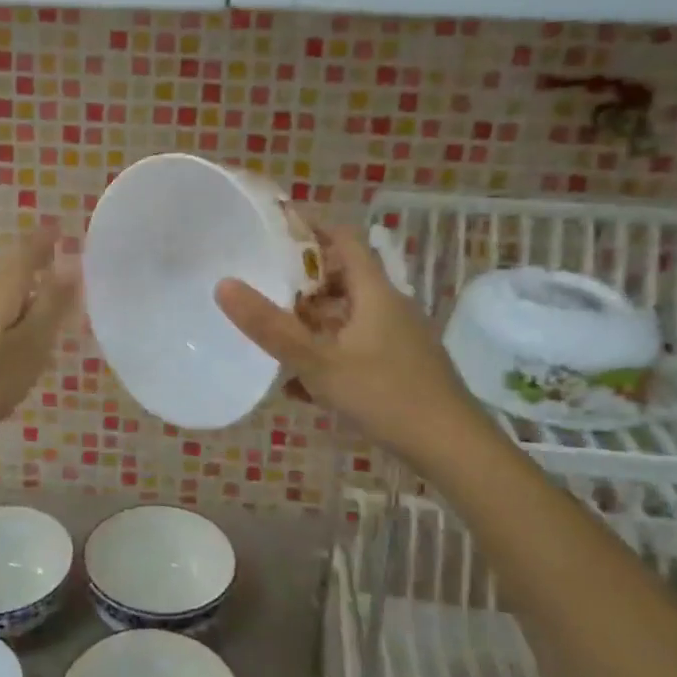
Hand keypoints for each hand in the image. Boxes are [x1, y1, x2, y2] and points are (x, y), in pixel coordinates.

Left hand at [0, 223, 80, 458]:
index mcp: (3, 287)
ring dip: (27, 292)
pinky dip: (11, 314)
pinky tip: (18, 336)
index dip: (48, 239)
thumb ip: (52, 304)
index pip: (29, 249)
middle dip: (40, 264)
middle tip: (70, 272)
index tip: (65, 230)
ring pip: (2, 291)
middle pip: (14, 268)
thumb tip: (73, 260)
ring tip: (52, 306)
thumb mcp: (29, 346)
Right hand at [214, 223, 478, 462]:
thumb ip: (270, 327)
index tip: (273, 228)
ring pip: (346, 317)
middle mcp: (388, 306)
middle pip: (341, 278)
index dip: (310, 228)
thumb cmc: (385, 395)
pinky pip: (355, 348)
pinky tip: (301, 387)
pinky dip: (327, 356)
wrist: (453, 449)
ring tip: (273, 336)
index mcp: (374, 291)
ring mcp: (397, 338)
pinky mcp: (400, 368)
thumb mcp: (319, 362)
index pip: (342, 239)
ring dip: (312, 323)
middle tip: (262, 285)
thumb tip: (223, 284)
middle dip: (302, 282)